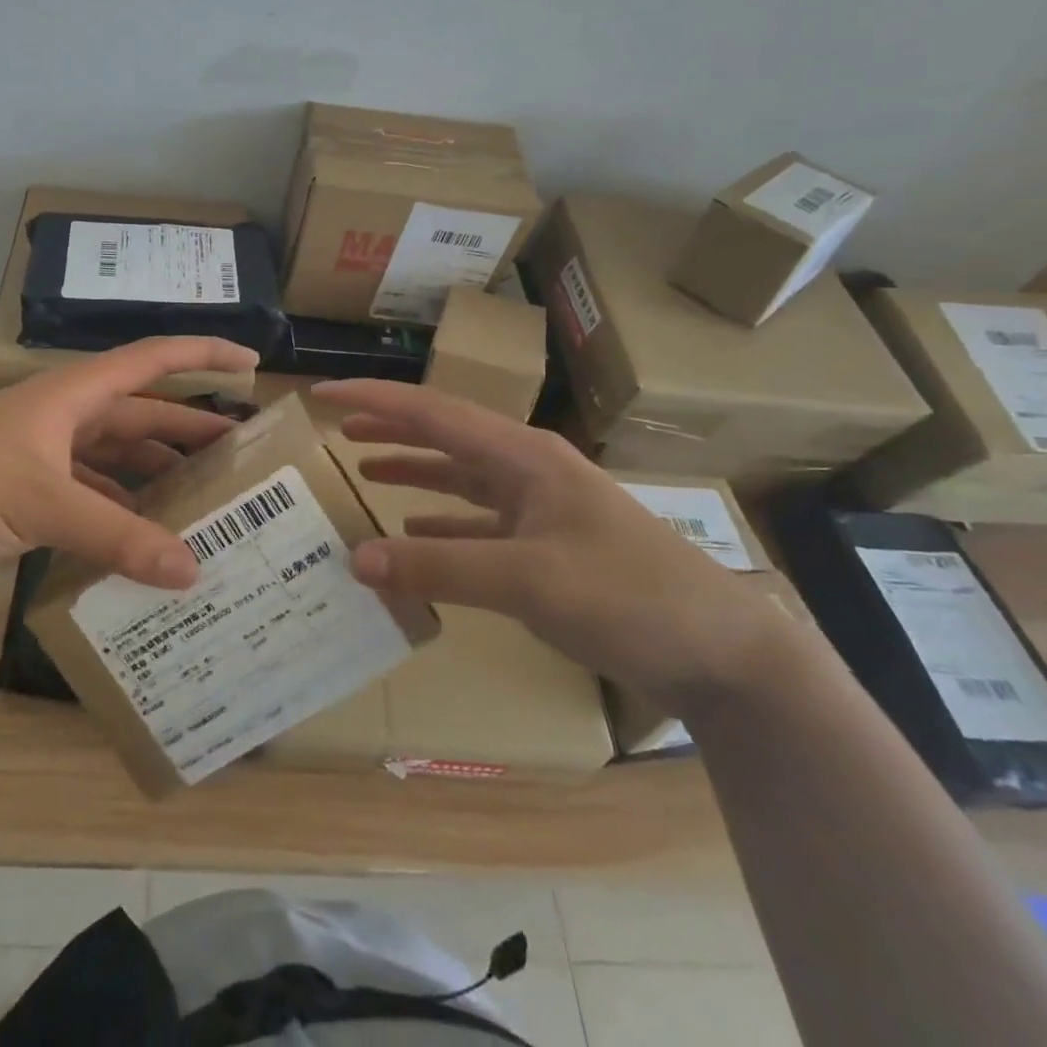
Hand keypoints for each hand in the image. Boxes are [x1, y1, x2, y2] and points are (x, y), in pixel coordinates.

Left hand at [0, 337, 256, 588]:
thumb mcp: (42, 505)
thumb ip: (117, 536)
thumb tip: (192, 571)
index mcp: (73, 395)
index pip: (152, 359)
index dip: (203, 353)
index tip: (252, 361)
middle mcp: (66, 415)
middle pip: (143, 413)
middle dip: (192, 429)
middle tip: (242, 455)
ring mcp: (47, 452)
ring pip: (120, 454)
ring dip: (158, 472)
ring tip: (204, 499)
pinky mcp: (31, 487)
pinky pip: (94, 489)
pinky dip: (123, 506)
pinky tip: (145, 534)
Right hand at [313, 379, 787, 709]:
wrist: (724, 652)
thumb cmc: (631, 596)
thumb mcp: (530, 579)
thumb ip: (439, 567)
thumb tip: (356, 558)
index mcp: (523, 456)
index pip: (432, 412)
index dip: (374, 400)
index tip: (322, 393)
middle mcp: (527, 471)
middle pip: (444, 437)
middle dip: (390, 430)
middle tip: (337, 432)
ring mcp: (539, 509)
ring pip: (459, 478)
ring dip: (412, 472)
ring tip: (363, 471)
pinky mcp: (546, 547)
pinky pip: (476, 524)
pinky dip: (440, 524)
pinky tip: (414, 532)